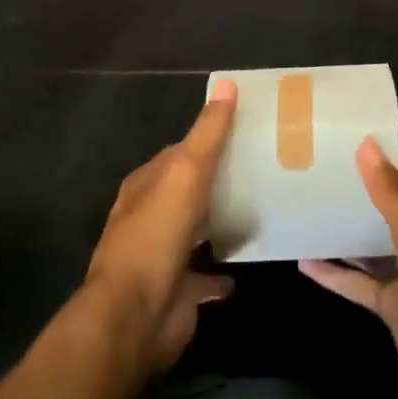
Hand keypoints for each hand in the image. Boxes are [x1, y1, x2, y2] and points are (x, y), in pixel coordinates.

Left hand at [83, 80, 236, 371]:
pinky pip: (204, 275)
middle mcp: (150, 216)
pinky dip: (220, 271)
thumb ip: (208, 133)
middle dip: (216, 182)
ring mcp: (162, 255)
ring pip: (195, 231)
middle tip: (262, 171)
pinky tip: (245, 265)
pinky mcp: (178, 290)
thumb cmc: (157, 235)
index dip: (208, 140)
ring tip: (260, 211)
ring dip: (218, 223)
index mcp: (146, 185)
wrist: (135, 315)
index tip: (245, 133)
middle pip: (187, 191)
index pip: (179, 153)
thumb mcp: (186, 173)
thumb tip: (226, 83)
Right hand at [302, 140, 397, 398]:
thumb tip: (367, 145)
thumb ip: (391, 195)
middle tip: (324, 176)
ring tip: (312, 210)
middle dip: (367, 195)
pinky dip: (339, 275)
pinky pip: (365, 285)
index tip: (351, 151)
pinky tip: (306, 264)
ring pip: (380, 247)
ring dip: (351, 233)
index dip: (392, 164)